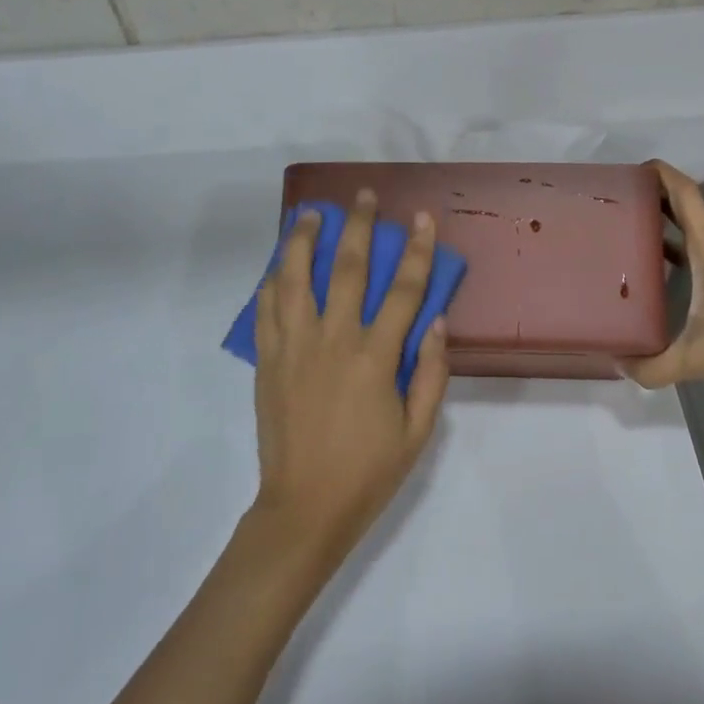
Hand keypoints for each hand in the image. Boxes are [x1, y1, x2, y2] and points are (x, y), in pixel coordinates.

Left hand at [250, 190, 450, 567]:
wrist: (304, 508)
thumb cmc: (368, 472)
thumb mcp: (418, 430)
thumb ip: (431, 373)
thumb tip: (437, 321)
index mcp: (374, 358)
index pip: (402, 290)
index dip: (415, 250)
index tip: (421, 218)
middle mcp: (333, 341)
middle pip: (346, 268)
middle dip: (357, 226)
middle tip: (362, 196)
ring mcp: (294, 347)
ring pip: (295, 278)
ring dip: (304, 240)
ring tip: (311, 214)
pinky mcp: (268, 360)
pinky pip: (265, 309)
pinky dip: (271, 280)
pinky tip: (278, 264)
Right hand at [626, 160, 703, 398]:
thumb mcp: (700, 358)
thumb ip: (654, 366)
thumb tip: (618, 364)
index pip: (683, 192)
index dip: (658, 174)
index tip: (628, 171)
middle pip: (683, 205)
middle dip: (650, 199)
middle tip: (612, 208)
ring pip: (694, 228)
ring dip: (664, 224)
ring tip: (627, 235)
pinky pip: (703, 245)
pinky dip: (679, 245)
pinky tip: (661, 270)